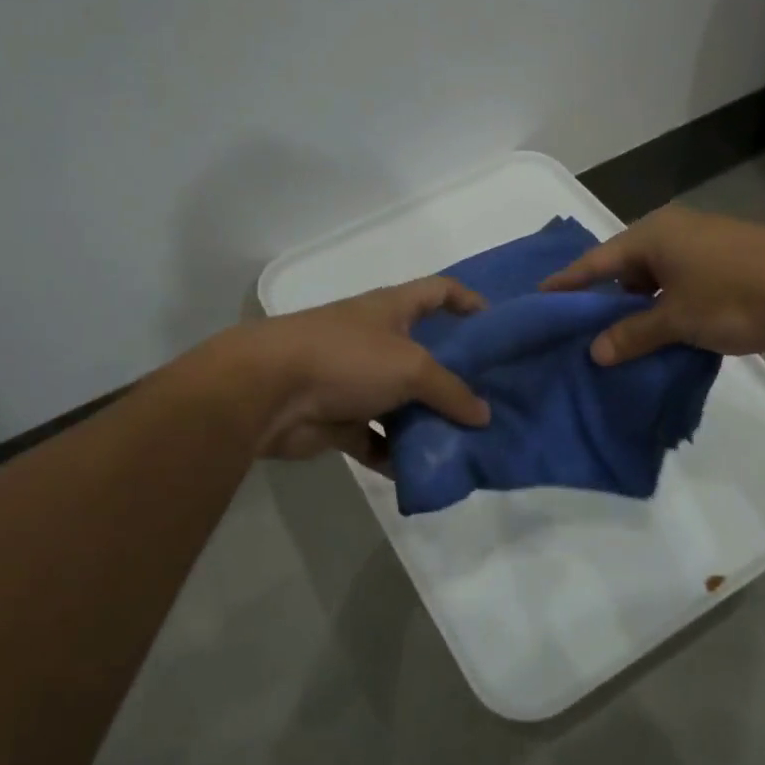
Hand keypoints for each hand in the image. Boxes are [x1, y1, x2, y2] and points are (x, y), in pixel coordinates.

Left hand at [232, 276, 491, 464]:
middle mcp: (375, 340)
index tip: (497, 327)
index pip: (439, 291)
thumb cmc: (346, 358)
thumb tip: (483, 415)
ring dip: (426, 423)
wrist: (267, 392)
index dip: (469, 302)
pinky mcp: (338, 419)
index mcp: (392, 310)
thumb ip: (451, 391)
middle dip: (455, 378)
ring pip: (402, 402)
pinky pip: (375, 439)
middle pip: (425, 355)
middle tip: (491, 402)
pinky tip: (420, 472)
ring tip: (464, 444)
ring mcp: (355, 381)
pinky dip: (394, 456)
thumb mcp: (410, 367)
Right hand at [541, 206, 764, 363]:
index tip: (540, 297)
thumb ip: (634, 334)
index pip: (597, 260)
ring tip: (615, 343)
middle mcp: (674, 235)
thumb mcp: (678, 319)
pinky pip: (680, 290)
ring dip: (639, 311)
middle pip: (625, 269)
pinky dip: (666, 313)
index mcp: (654, 235)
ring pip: (655, 283)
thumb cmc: (736, 295)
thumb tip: (596, 352)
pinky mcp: (726, 269)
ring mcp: (702, 251)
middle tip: (578, 331)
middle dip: (604, 301)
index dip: (569, 282)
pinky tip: (657, 340)